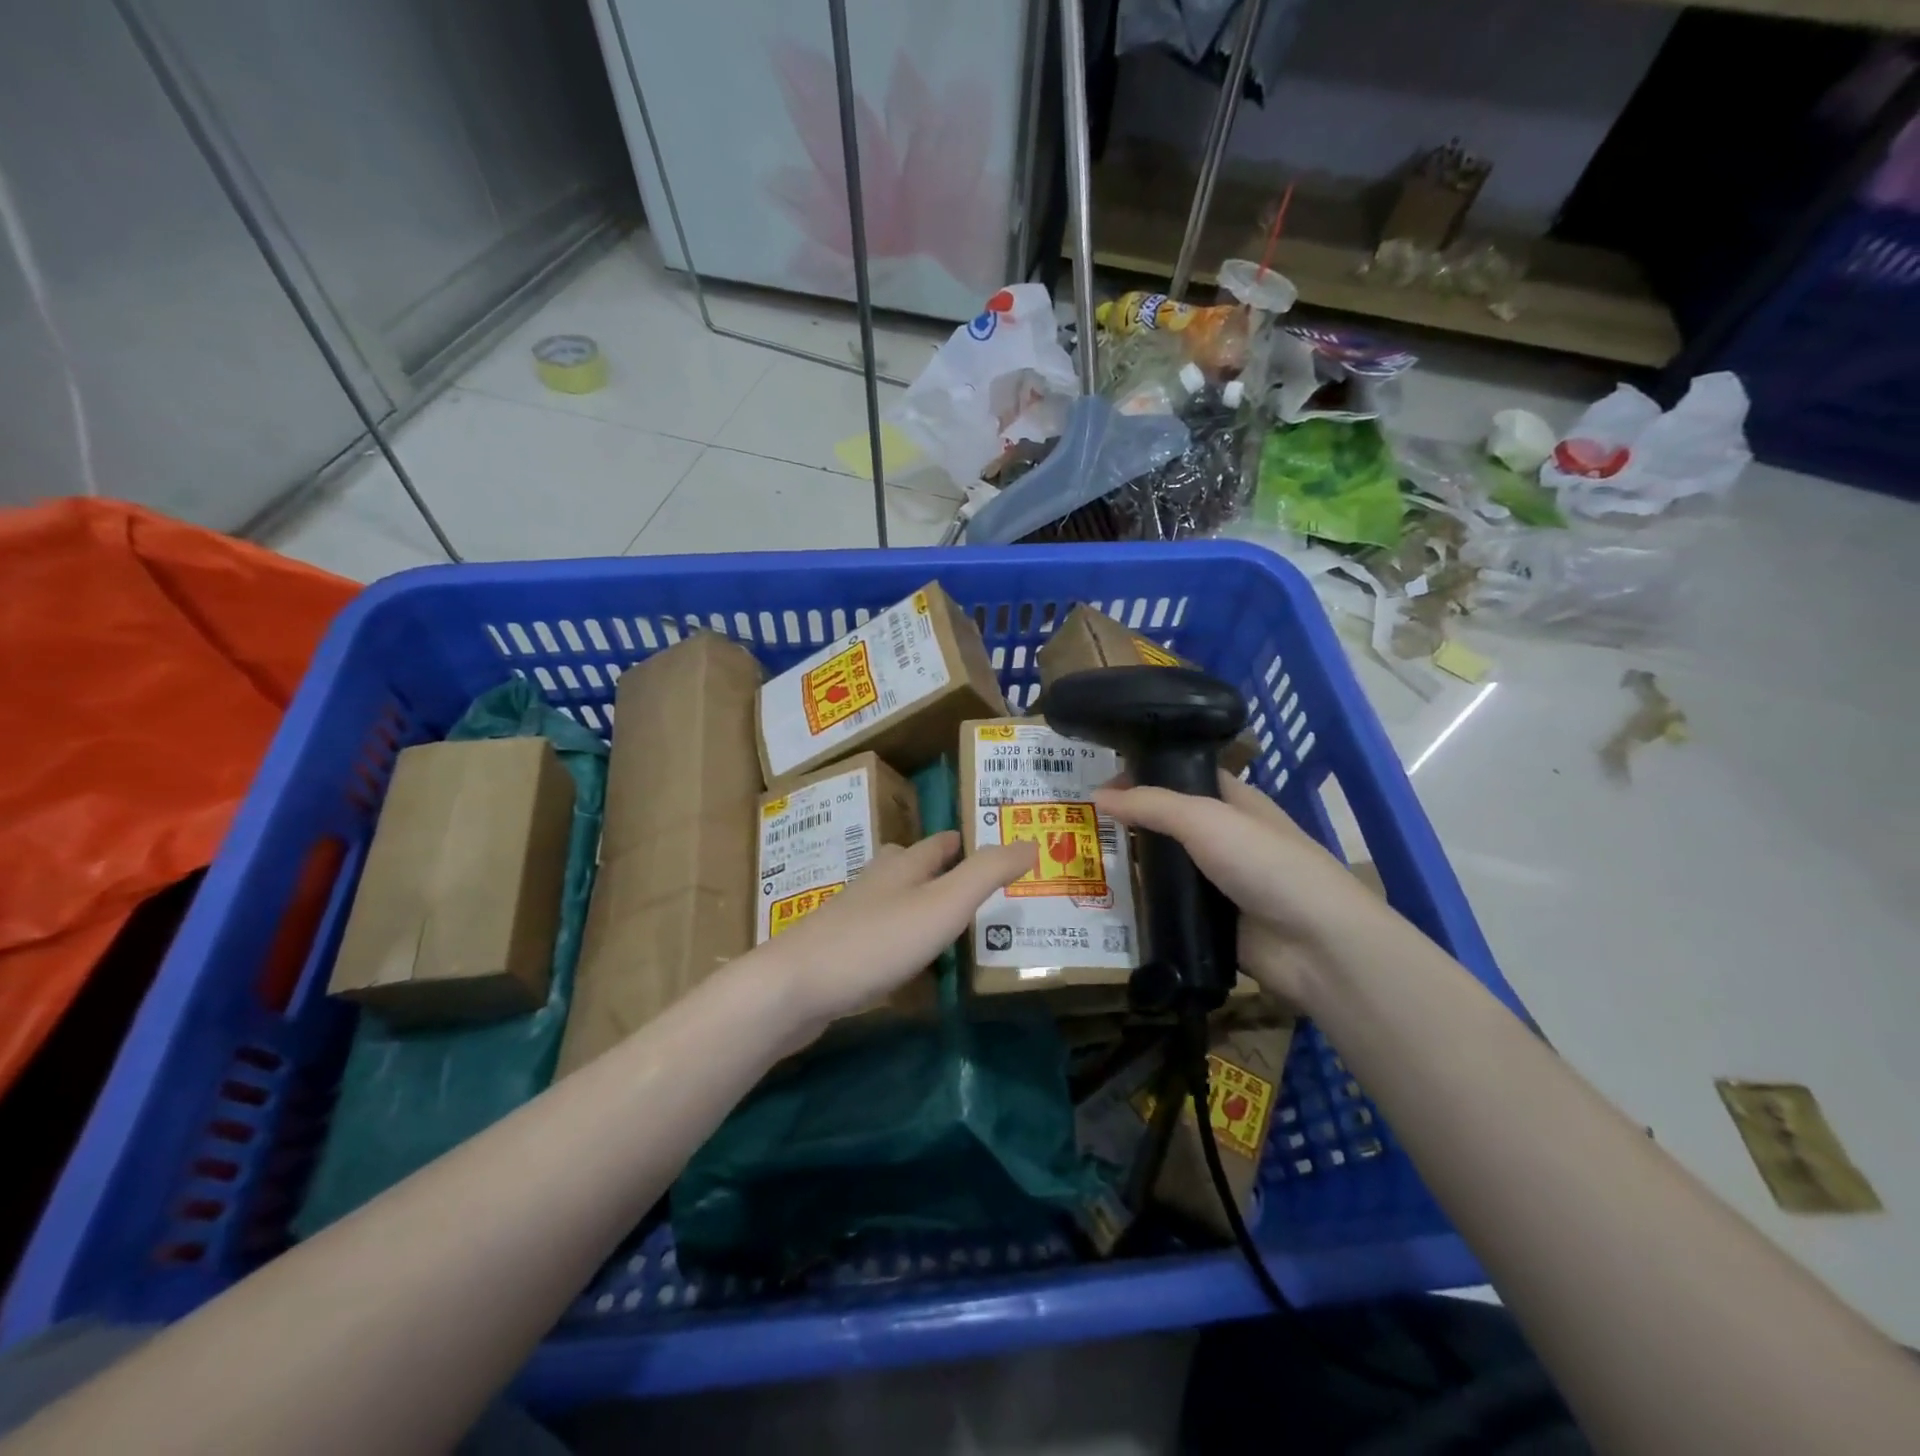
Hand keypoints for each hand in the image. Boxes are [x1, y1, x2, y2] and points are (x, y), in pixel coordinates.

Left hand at [752, 831, 1036, 1039]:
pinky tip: (907, 960)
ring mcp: (852, 917)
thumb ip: (987, 873)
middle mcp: (876, 883)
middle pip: (911, 866)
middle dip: (940, 870)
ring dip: (919, 903)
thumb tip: (1030, 842)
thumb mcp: (943, 905)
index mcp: (903, 866)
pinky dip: (899, 937)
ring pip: (892, 899)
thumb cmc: (876, 941)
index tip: (992, 847)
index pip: (940, 844)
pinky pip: (878, 934)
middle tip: (975, 887)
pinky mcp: (838, 951)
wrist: (794, 987)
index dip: (965, 843)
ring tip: (948, 922)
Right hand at [1093, 773, 1387, 1006]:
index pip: (1181, 776)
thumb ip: (1152, 805)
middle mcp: (1224, 838)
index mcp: (1233, 802)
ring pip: (1164, 867)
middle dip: (1129, 822)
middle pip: (1168, 823)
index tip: (1098, 784)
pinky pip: (1168, 908)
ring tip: (1080, 861)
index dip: (1143, 775)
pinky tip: (1104, 902)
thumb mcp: (1206, 819)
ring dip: (1131, 866)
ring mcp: (1217, 882)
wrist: (1315, 944)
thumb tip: (1098, 797)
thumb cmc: (1266, 864)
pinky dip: (1141, 905)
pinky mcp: (1209, 922)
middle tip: (1077, 824)